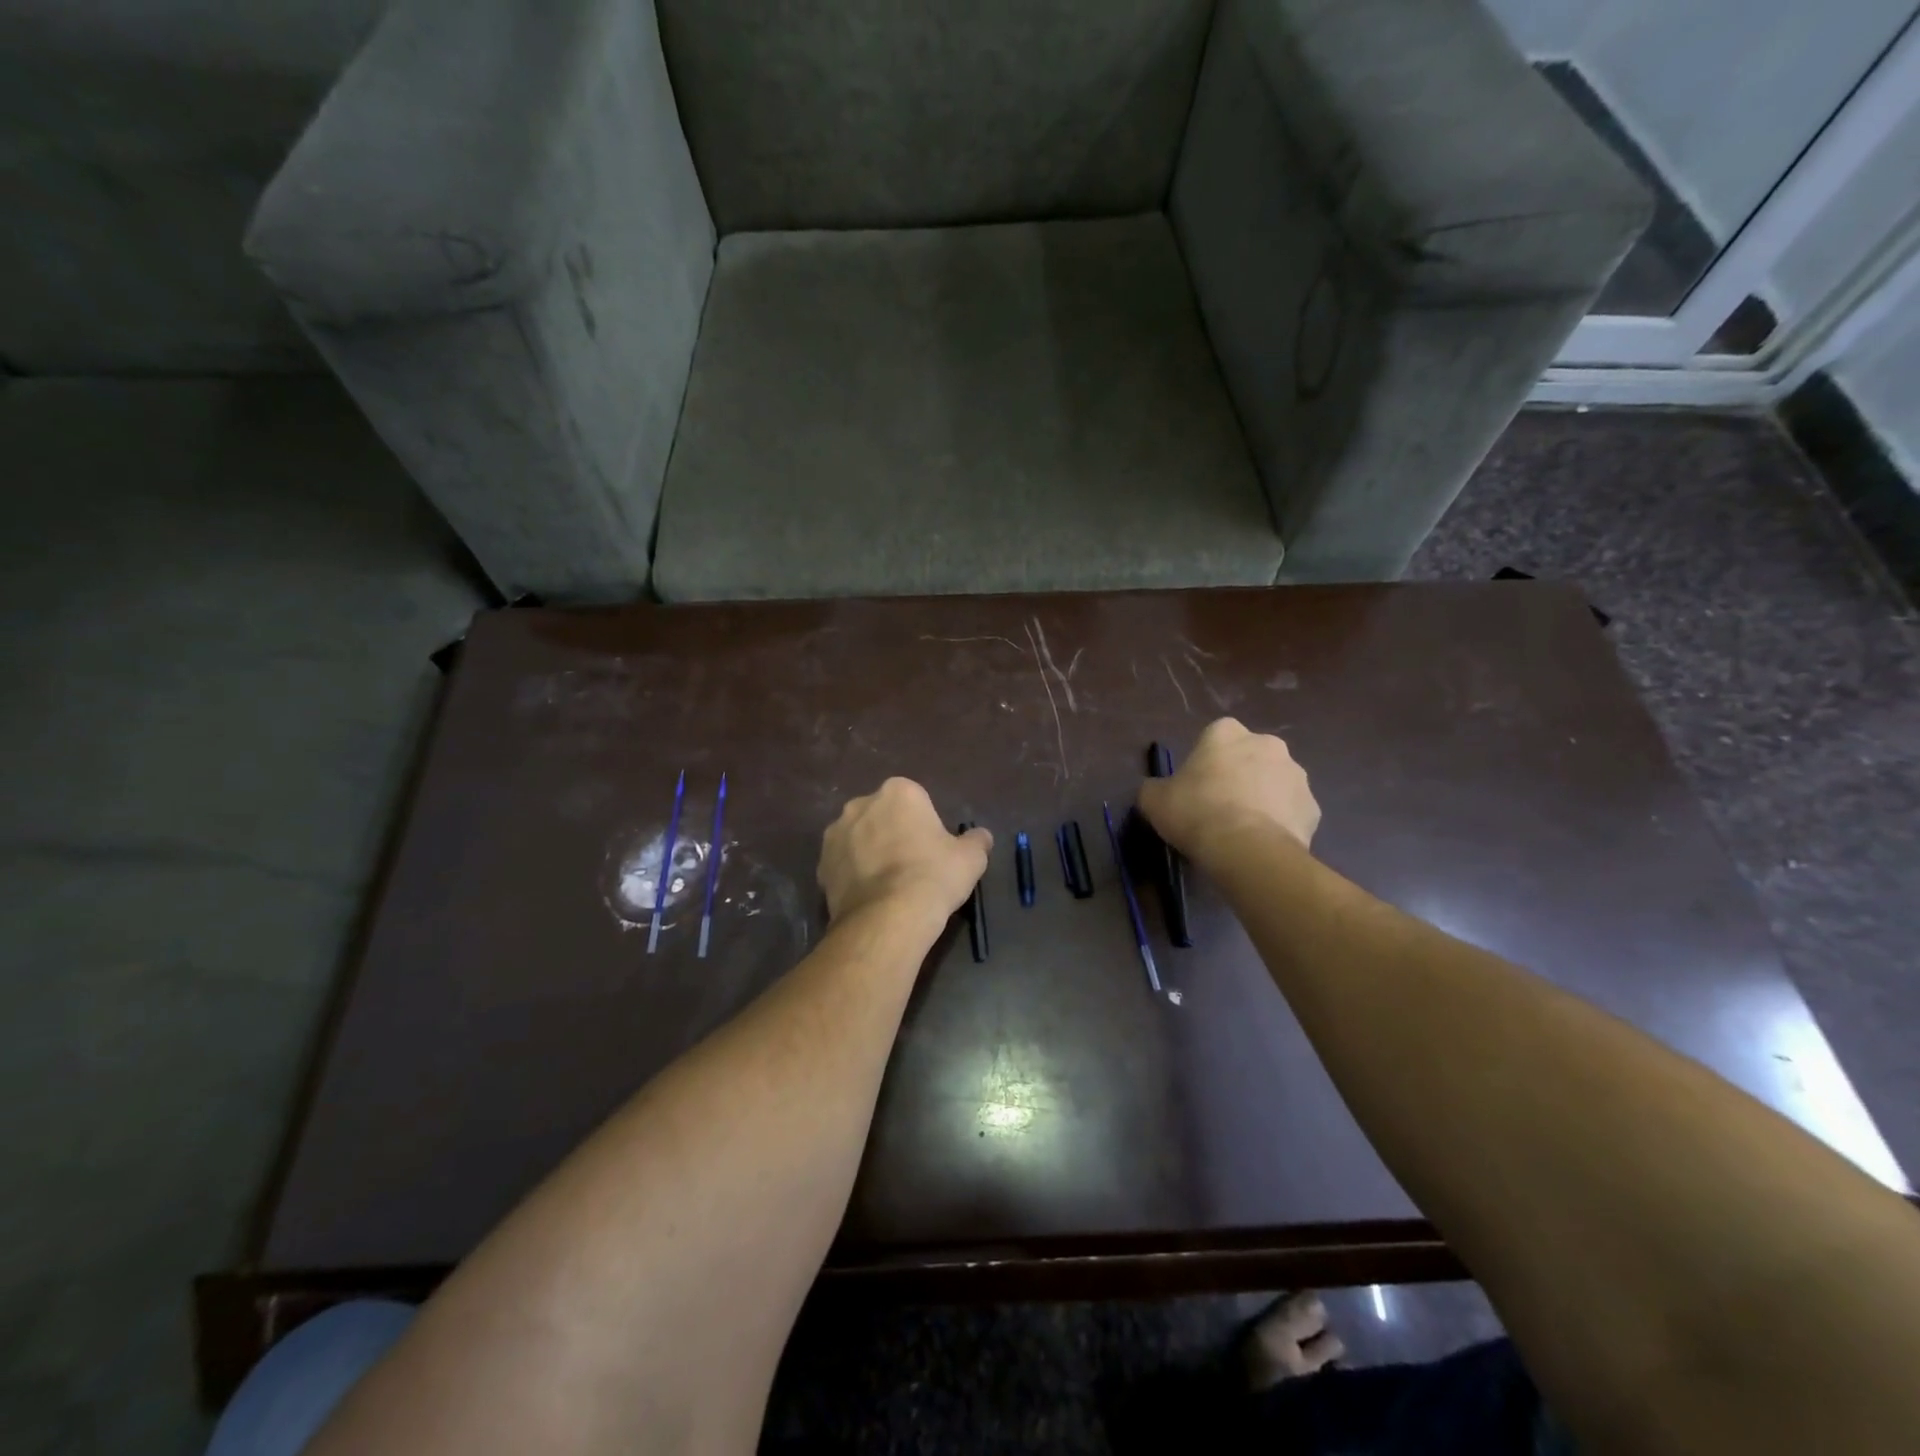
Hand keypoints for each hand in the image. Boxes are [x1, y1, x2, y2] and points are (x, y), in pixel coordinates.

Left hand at [818, 778, 992, 925]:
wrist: (888, 918)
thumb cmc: (934, 876)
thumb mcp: (971, 858)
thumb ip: (976, 841)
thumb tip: (981, 836)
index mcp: (898, 792)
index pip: (915, 800)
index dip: (924, 825)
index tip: (932, 849)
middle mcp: (860, 804)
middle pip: (882, 815)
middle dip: (892, 833)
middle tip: (911, 865)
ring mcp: (835, 834)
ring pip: (858, 838)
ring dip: (869, 852)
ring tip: (888, 885)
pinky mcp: (820, 865)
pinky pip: (842, 864)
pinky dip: (853, 875)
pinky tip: (870, 897)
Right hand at [1138, 718, 1319, 861]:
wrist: (1247, 849)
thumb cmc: (1196, 813)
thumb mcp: (1154, 800)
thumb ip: (1154, 788)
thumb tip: (1156, 791)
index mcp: (1226, 733)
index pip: (1215, 736)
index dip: (1205, 760)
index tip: (1195, 786)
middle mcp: (1267, 744)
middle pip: (1249, 756)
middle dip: (1239, 775)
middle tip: (1219, 806)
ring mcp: (1296, 775)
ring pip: (1275, 782)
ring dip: (1262, 798)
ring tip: (1242, 830)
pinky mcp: (1313, 807)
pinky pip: (1292, 812)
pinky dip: (1280, 823)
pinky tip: (1262, 843)